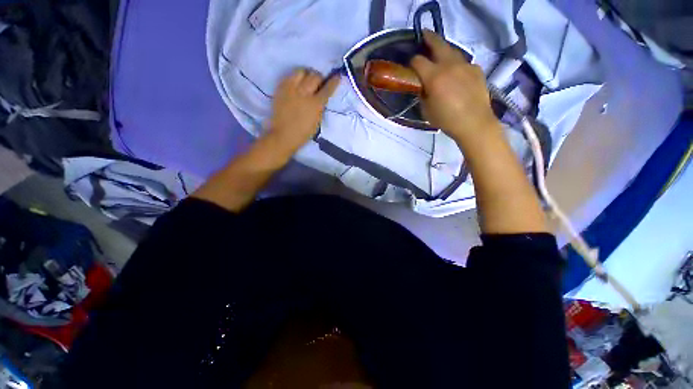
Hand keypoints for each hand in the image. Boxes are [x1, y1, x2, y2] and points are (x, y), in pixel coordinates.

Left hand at [266, 68, 339, 154]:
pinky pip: (290, 75)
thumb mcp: (317, 121)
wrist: (284, 135)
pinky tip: (297, 83)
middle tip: (319, 82)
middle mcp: (304, 93)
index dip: (334, 81)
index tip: (337, 76)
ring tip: (307, 80)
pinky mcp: (281, 88)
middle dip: (320, 78)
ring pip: (302, 71)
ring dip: (307, 74)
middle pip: (315, 76)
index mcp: (316, 104)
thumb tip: (321, 97)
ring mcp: (291, 89)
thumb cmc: (303, 133)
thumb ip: (320, 107)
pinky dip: (296, 77)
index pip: (327, 88)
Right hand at [410, 31, 499, 142]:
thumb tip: (422, 86)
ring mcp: (465, 65)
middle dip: (428, 38)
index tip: (410, 66)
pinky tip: (456, 75)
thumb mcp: (426, 110)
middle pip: (437, 44)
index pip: (418, 61)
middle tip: (424, 36)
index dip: (412, 62)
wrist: (474, 123)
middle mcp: (450, 65)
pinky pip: (463, 63)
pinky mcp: (476, 69)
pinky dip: (456, 65)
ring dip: (443, 51)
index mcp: (434, 76)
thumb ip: (422, 94)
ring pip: (452, 51)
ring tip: (440, 55)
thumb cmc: (446, 120)